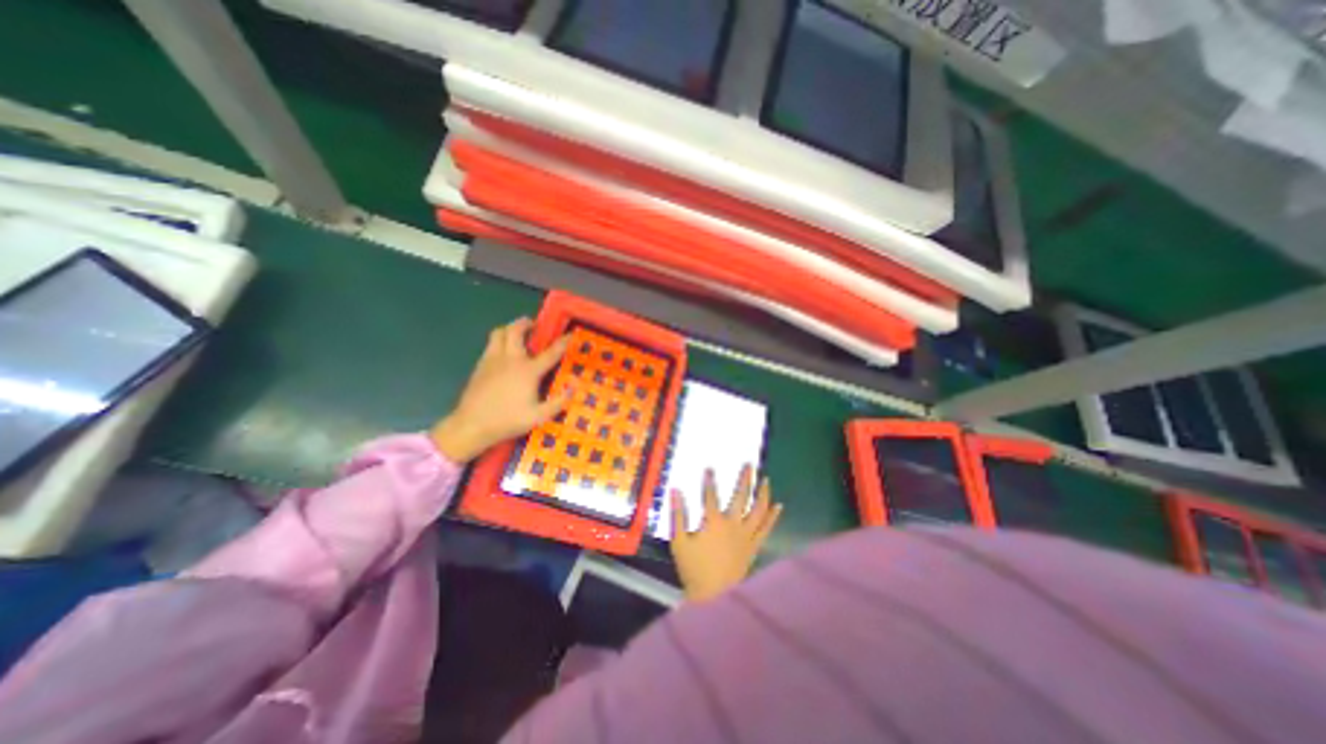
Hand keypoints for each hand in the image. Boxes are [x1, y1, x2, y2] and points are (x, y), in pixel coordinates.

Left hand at [433, 316, 572, 461]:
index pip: (550, 352)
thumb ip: (558, 402)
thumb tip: (573, 388)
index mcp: (528, 371)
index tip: (570, 335)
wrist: (472, 425)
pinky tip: (503, 352)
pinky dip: (499, 341)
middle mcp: (511, 359)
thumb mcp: (538, 416)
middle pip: (516, 331)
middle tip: (533, 324)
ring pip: (499, 333)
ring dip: (509, 329)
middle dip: (525, 323)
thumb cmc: (508, 420)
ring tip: (516, 333)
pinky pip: (490, 345)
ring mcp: (492, 360)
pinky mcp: (480, 365)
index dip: (563, 342)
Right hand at [674, 466, 777, 604]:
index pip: (710, 495)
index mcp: (713, 522)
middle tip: (749, 465)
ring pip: (758, 510)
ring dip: (762, 493)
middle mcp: (733, 524)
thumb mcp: (679, 542)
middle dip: (745, 479)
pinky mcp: (754, 547)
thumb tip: (675, 491)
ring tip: (765, 480)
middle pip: (741, 497)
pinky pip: (766, 529)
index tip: (710, 468)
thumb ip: (677, 515)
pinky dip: (772, 517)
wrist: (713, 598)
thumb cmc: (693, 569)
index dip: (709, 481)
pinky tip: (778, 506)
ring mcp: (746, 536)